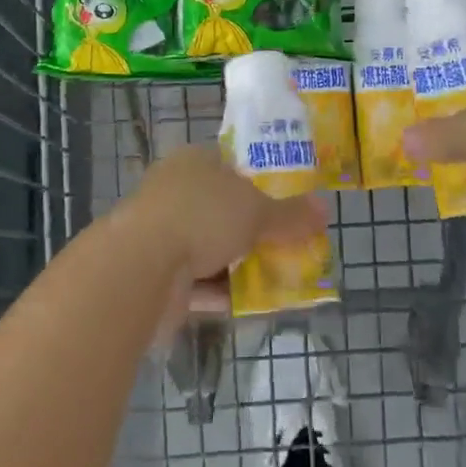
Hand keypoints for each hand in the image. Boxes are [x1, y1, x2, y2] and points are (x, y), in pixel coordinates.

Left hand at [121, 145, 327, 319]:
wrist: (140, 267)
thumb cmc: (201, 216)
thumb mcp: (256, 211)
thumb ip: (290, 215)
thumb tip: (325, 208)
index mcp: (194, 162)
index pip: (231, 165)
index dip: (259, 182)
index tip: (286, 203)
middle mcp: (175, 191)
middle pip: (223, 209)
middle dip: (253, 230)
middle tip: (288, 245)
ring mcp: (163, 234)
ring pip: (211, 248)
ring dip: (240, 265)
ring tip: (280, 278)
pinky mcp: (156, 275)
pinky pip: (199, 282)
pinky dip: (223, 292)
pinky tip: (252, 305)